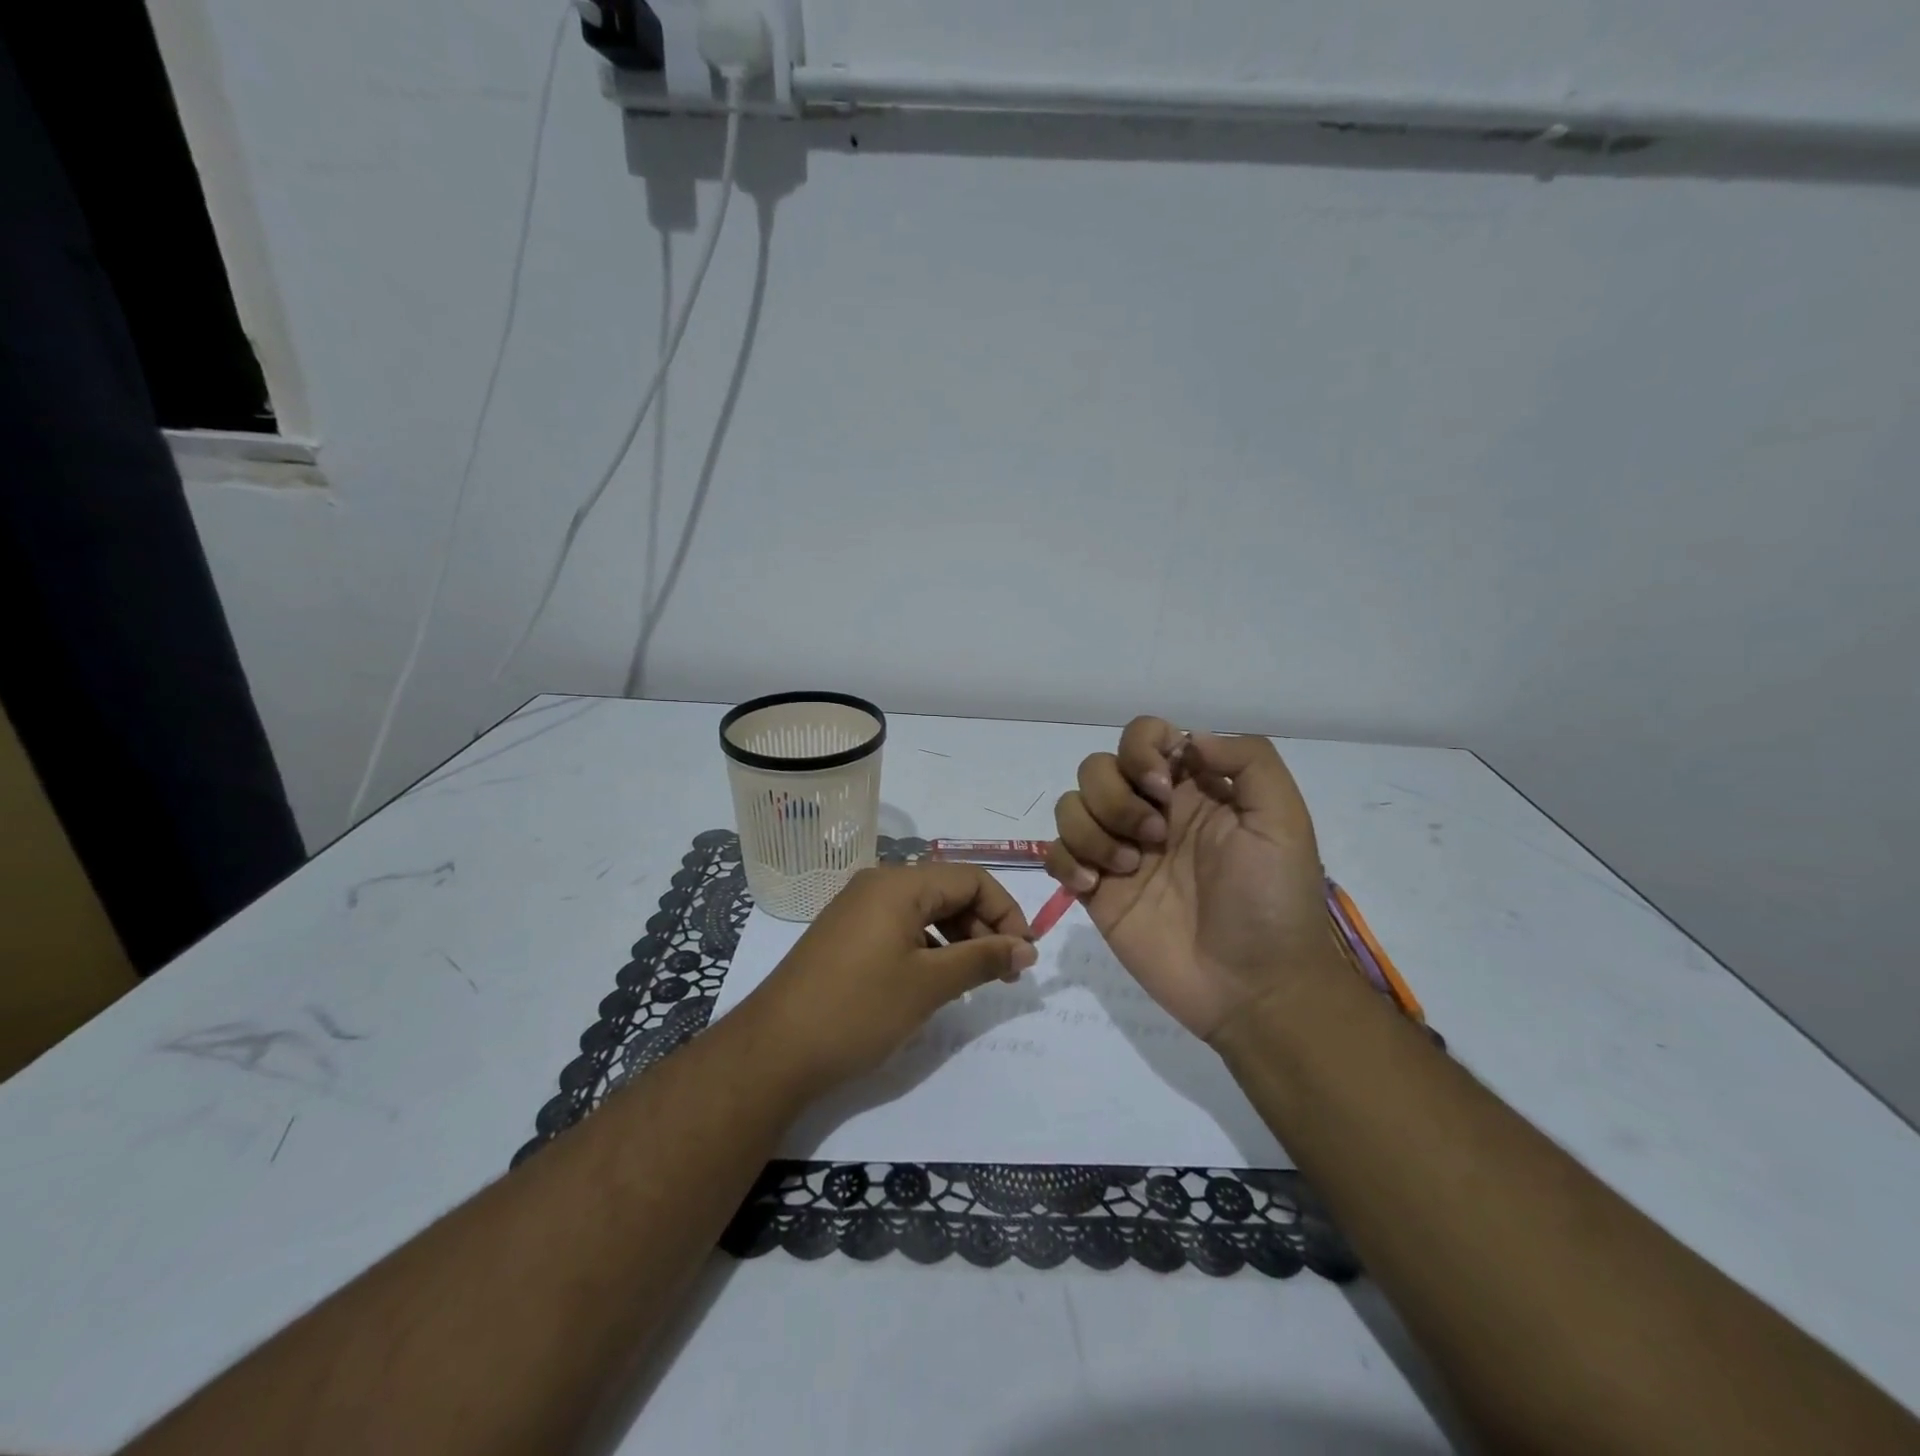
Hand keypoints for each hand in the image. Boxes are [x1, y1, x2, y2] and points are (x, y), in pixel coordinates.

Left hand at [738, 863, 1037, 1094]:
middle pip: (948, 892)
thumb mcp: (929, 985)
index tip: (1024, 956)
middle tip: (1005, 973)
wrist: (774, 1050)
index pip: (971, 879)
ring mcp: (858, 909)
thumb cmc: (858, 1009)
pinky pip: (900, 928)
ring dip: (958, 939)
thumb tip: (1026, 948)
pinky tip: (936, 982)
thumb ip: (982, 959)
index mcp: (899, 884)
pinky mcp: (846, 935)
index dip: (1006, 912)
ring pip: (925, 912)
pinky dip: (928, 948)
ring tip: (974, 981)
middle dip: (984, 927)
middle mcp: (878, 884)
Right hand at [1047, 716, 1339, 1040]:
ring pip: (1071, 806)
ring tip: (1128, 868)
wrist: (1253, 987)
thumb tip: (1187, 738)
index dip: (1140, 748)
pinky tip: (1094, 887)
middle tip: (1154, 837)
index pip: (1144, 736)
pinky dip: (1066, 861)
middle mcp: (1150, 811)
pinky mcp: (1095, 890)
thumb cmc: (1272, 902)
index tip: (1162, 787)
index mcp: (1192, 789)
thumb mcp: (1283, 821)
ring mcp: (1119, 851)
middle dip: (1116, 796)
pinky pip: (1056, 853)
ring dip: (1092, 829)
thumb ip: (1248, 761)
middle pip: (1097, 767)